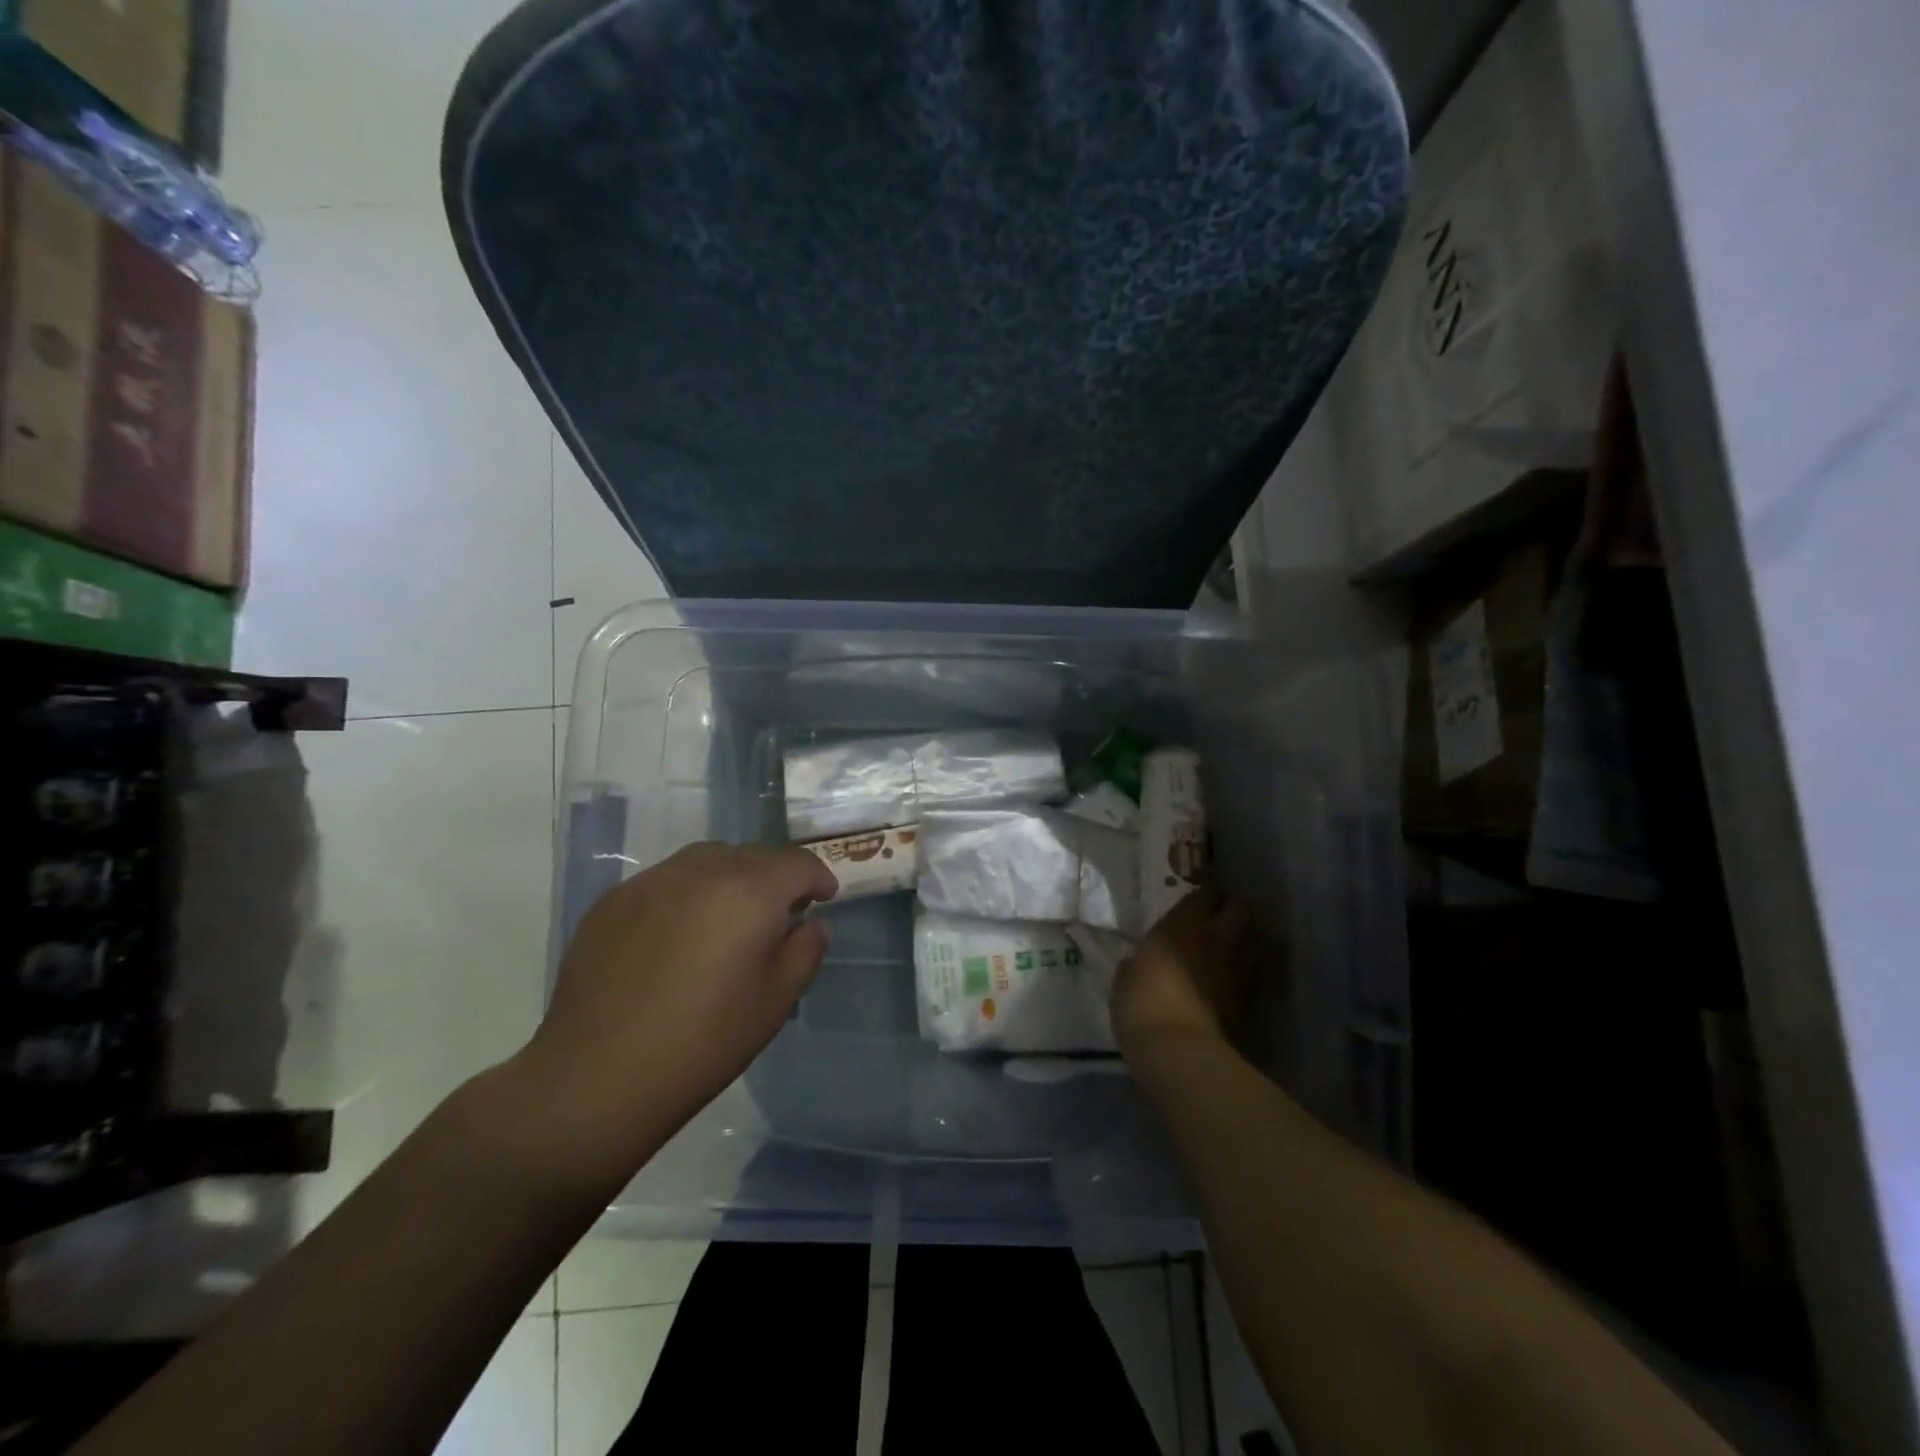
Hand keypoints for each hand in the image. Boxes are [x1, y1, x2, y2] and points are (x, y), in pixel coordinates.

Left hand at [510, 842, 836, 1179]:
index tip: (824, 897)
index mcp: (749, 891)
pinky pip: (665, 881)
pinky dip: (686, 894)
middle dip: (774, 876)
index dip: (818, 876)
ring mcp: (651, 882)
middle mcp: (701, 871)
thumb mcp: (776, 1001)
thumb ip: (805, 950)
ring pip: (706, 860)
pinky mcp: (612, 902)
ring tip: (729, 916)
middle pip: (752, 855)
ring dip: (730, 877)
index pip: (796, 863)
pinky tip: (677, 936)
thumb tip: (809, 923)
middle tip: (780, 911)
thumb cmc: (704, 1042)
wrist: (596, 1078)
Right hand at [1112, 888, 1252, 1067]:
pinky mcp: (1248, 997)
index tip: (1196, 904)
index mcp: (1181, 926)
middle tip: (1219, 920)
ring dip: (1247, 939)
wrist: (1178, 1050)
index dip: (1204, 897)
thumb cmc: (1141, 1005)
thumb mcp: (1127, 975)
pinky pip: (1255, 971)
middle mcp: (1215, 938)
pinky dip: (1249, 969)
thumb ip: (1141, 960)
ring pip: (1257, 938)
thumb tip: (1142, 961)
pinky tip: (1234, 978)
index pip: (1205, 894)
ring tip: (1232, 947)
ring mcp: (1236, 967)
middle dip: (1232, 911)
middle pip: (1240, 909)